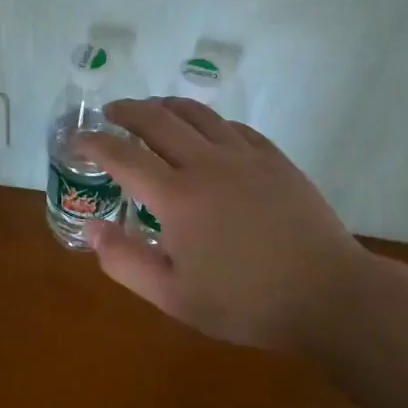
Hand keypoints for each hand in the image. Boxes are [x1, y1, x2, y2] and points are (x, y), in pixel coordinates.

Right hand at [76, 99, 373, 352]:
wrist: (328, 295)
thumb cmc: (246, 301)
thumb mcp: (174, 297)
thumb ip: (126, 262)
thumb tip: (93, 228)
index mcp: (176, 196)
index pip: (123, 156)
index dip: (95, 144)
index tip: (79, 139)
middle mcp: (206, 163)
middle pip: (157, 120)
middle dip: (127, 111)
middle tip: (111, 113)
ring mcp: (244, 156)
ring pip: (198, 114)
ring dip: (167, 106)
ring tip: (153, 109)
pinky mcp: (274, 159)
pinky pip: (234, 127)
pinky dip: (209, 122)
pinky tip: (208, 132)